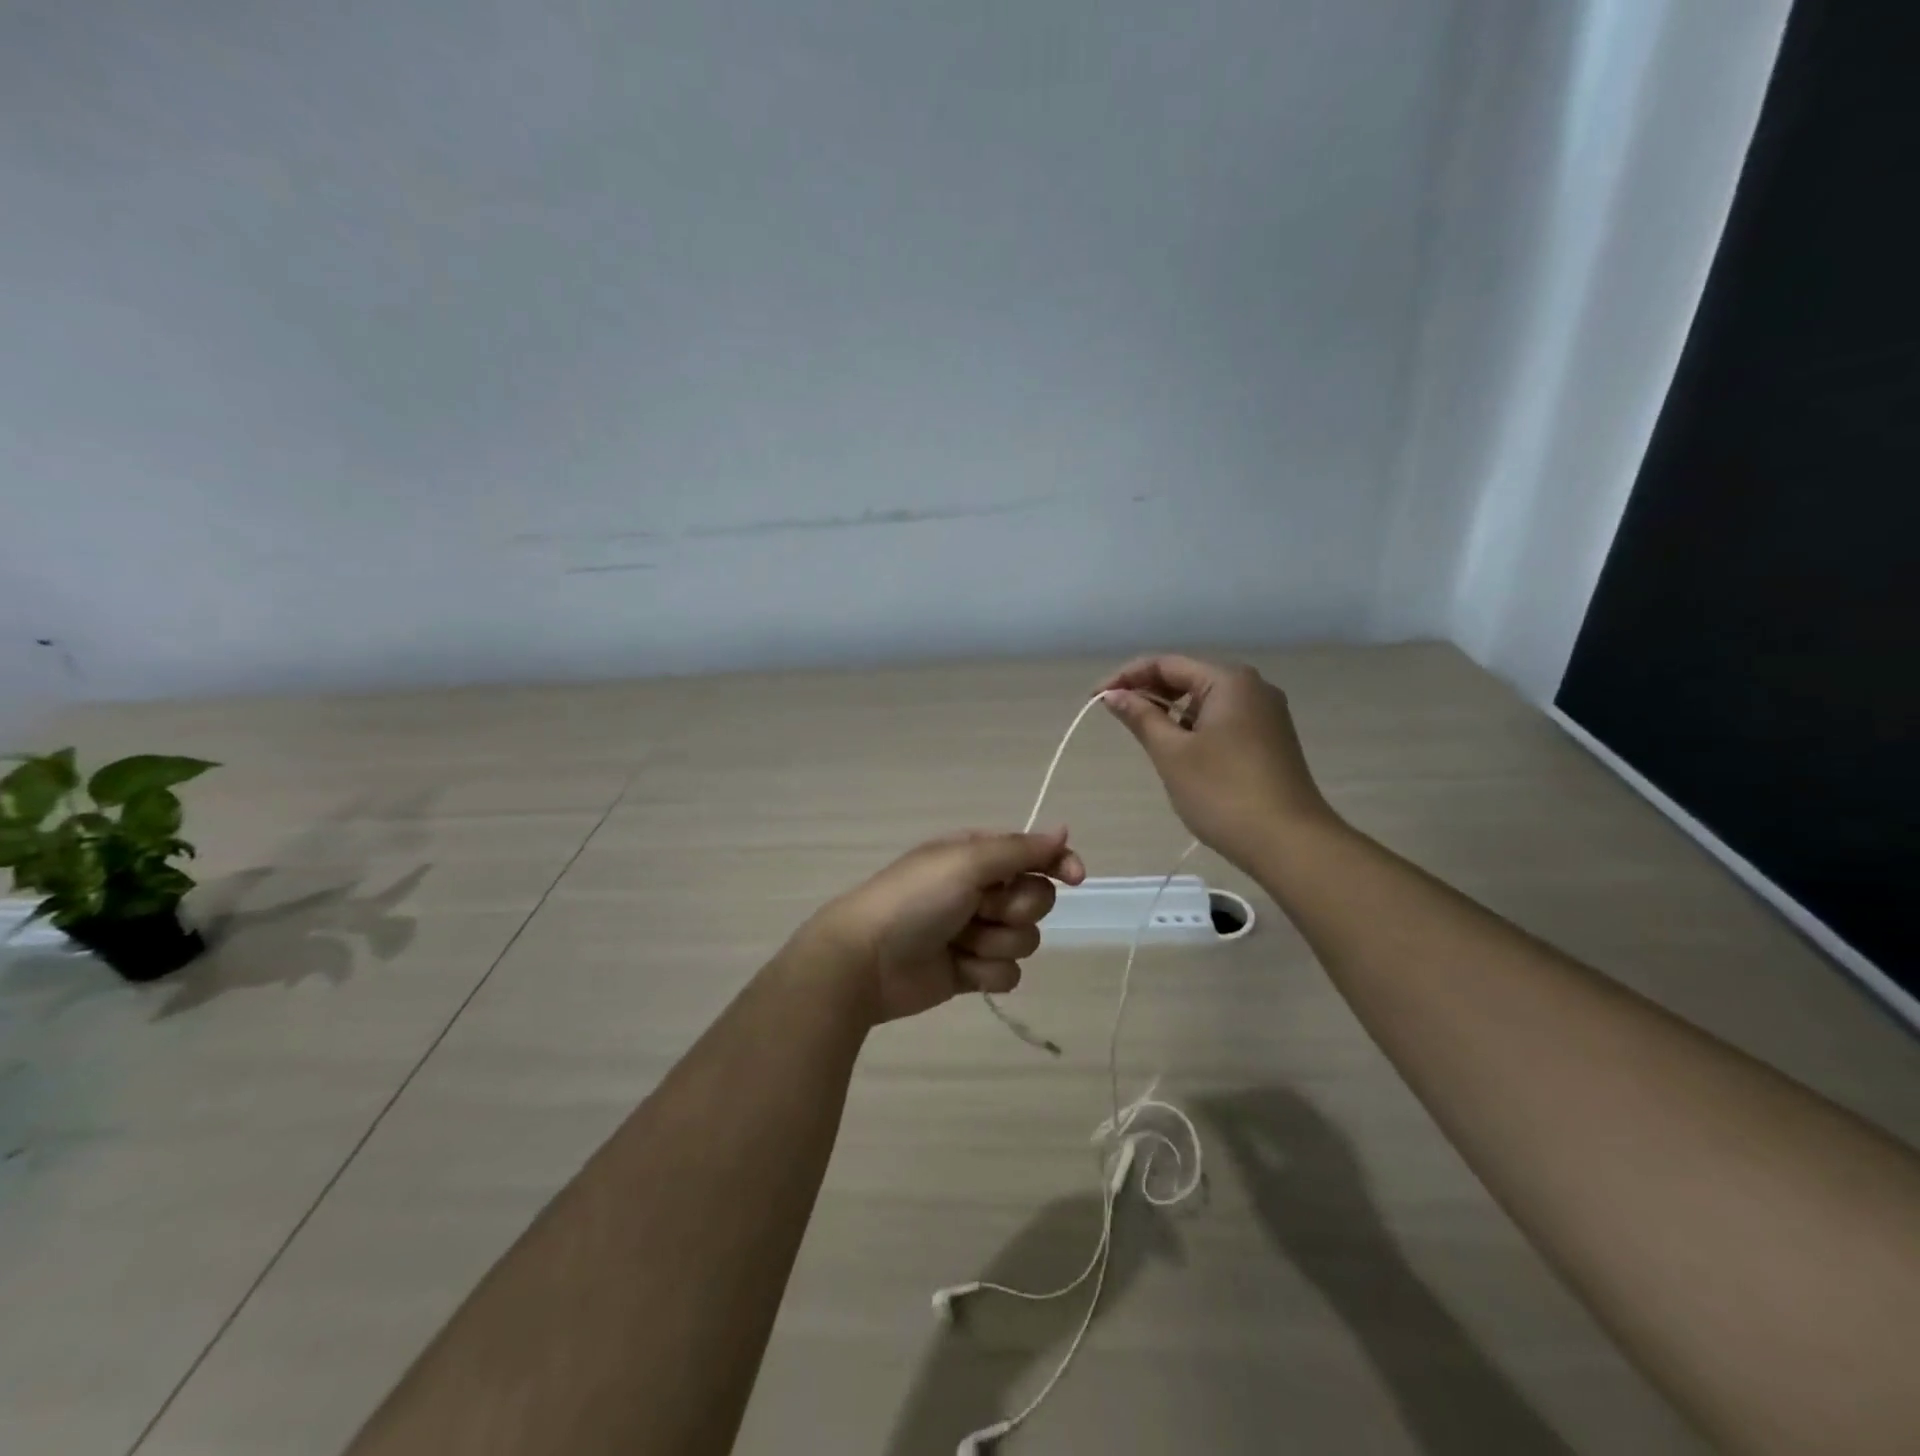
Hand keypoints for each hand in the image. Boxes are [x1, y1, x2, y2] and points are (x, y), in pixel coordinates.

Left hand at [799, 828, 1086, 1024]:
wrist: (867, 960)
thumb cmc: (915, 899)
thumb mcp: (966, 861)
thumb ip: (1020, 849)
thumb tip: (1063, 829)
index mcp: (977, 856)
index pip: (1035, 854)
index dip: (1059, 864)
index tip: (1075, 878)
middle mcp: (980, 890)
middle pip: (1036, 900)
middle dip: (1015, 908)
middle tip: (982, 909)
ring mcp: (976, 933)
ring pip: (1025, 939)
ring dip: (997, 942)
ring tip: (961, 942)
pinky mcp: (971, 972)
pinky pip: (1008, 974)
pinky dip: (986, 973)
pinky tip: (960, 969)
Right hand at [1099, 654, 1336, 870]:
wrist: (1289, 842)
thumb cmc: (1223, 793)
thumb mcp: (1172, 753)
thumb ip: (1141, 717)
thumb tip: (1113, 695)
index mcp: (1229, 681)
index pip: (1166, 664)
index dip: (1126, 677)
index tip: (1095, 699)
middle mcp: (1252, 688)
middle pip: (1188, 678)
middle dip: (1148, 693)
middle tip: (1113, 715)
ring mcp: (1265, 715)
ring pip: (1204, 702)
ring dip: (1170, 712)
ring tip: (1141, 734)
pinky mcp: (1269, 740)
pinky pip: (1221, 721)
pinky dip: (1193, 728)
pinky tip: (1177, 750)